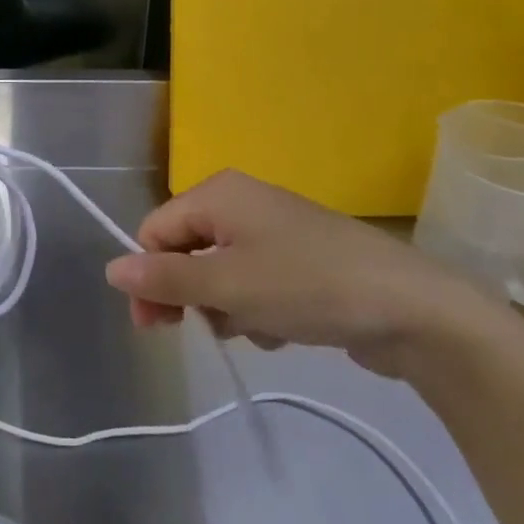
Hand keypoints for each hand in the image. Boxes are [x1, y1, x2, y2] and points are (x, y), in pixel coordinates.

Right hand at [103, 169, 488, 375]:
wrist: (412, 308)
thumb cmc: (307, 285)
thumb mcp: (228, 285)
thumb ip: (166, 278)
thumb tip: (111, 269)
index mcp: (218, 193)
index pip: (156, 230)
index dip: (150, 276)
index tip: (156, 326)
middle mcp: (241, 202)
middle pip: (186, 249)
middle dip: (190, 293)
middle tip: (203, 330)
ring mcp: (273, 230)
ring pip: (221, 273)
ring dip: (227, 307)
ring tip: (258, 328)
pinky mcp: (300, 260)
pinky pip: (255, 283)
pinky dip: (258, 309)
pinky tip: (283, 330)